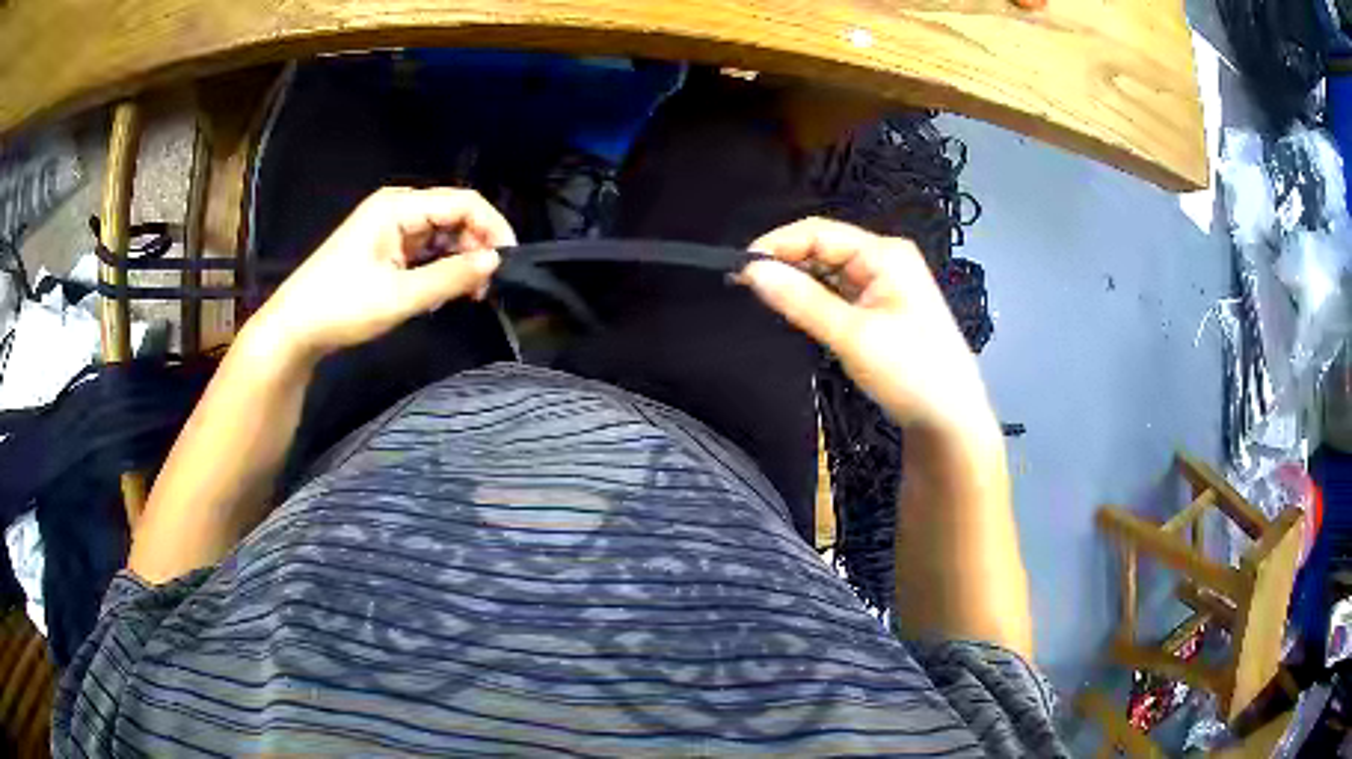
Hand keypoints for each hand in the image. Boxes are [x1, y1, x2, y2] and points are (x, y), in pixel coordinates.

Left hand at [251, 187, 515, 361]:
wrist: (295, 328)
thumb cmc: (342, 306)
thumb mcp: (400, 295)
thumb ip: (450, 277)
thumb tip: (496, 262)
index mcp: (399, 206)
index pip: (463, 202)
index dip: (492, 227)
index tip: (509, 263)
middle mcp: (398, 208)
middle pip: (454, 215)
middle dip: (476, 246)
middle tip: (486, 287)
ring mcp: (390, 228)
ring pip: (441, 234)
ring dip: (460, 259)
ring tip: (468, 294)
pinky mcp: (385, 248)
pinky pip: (425, 250)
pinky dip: (440, 268)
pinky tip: (444, 293)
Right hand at [743, 217, 994, 435]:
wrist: (951, 421)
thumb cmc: (910, 372)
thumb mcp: (853, 336)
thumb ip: (801, 301)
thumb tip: (751, 270)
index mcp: (884, 253)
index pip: (819, 232)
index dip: (776, 245)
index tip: (738, 269)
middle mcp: (883, 260)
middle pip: (823, 249)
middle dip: (785, 263)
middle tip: (744, 288)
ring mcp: (883, 286)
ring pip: (828, 273)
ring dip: (798, 284)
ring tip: (763, 301)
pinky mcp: (880, 310)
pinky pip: (838, 295)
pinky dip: (814, 301)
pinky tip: (794, 313)